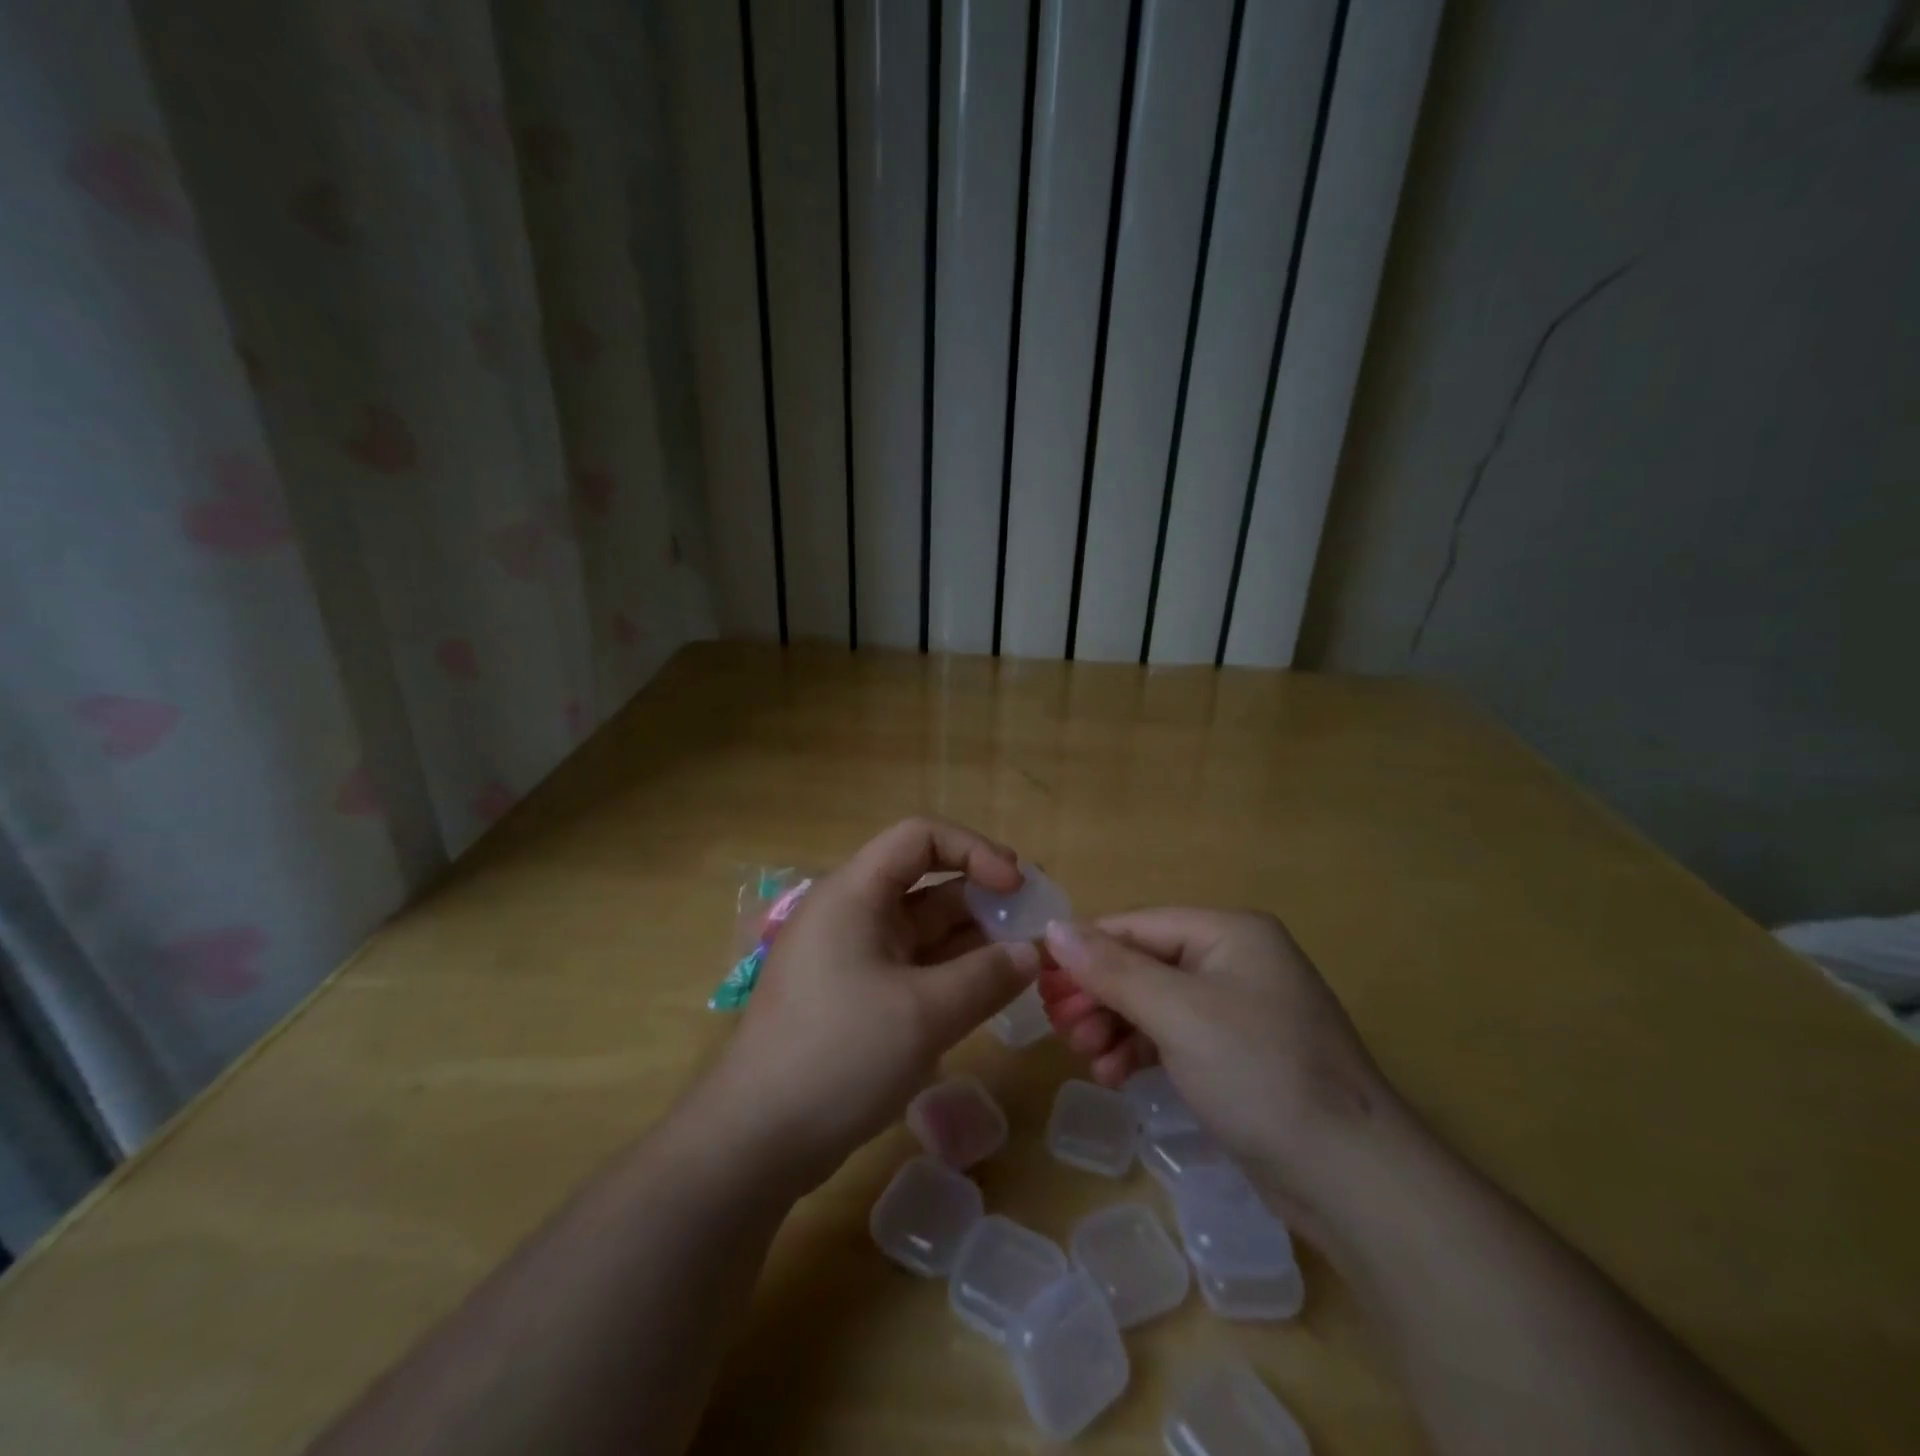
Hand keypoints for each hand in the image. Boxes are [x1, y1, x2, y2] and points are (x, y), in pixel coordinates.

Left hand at [705, 819, 1040, 1191]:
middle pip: (925, 882)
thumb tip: (1031, 954)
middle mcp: (852, 913)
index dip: (973, 850)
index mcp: (855, 893)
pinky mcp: (855, 995)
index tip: (1016, 886)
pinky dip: (950, 972)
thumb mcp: (924, 1014)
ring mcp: (851, 956)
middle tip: (1031, 927)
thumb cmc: (839, 1055)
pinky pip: (912, 966)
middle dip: (981, 898)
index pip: (920, 837)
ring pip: (922, 928)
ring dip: (971, 940)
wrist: (756, 1139)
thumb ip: (986, 977)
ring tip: (1020, 963)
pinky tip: (986, 993)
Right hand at [1040, 910, 1396, 1230]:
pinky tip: (1114, 1076)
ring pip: (1154, 1002)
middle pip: (1143, 963)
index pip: (1136, 926)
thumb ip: (1112, 969)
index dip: (1084, 951)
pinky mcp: (1237, 1054)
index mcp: (1228, 932)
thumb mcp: (1178, 1014)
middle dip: (1099, 995)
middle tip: (1060, 1027)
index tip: (1040, 983)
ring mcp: (1237, 1008)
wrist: (1352, 1179)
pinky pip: (1173, 1035)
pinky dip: (1140, 1050)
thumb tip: (1053, 927)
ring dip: (1114, 1026)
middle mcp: (1234, 959)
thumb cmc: (1260, 1074)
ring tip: (1086, 1058)